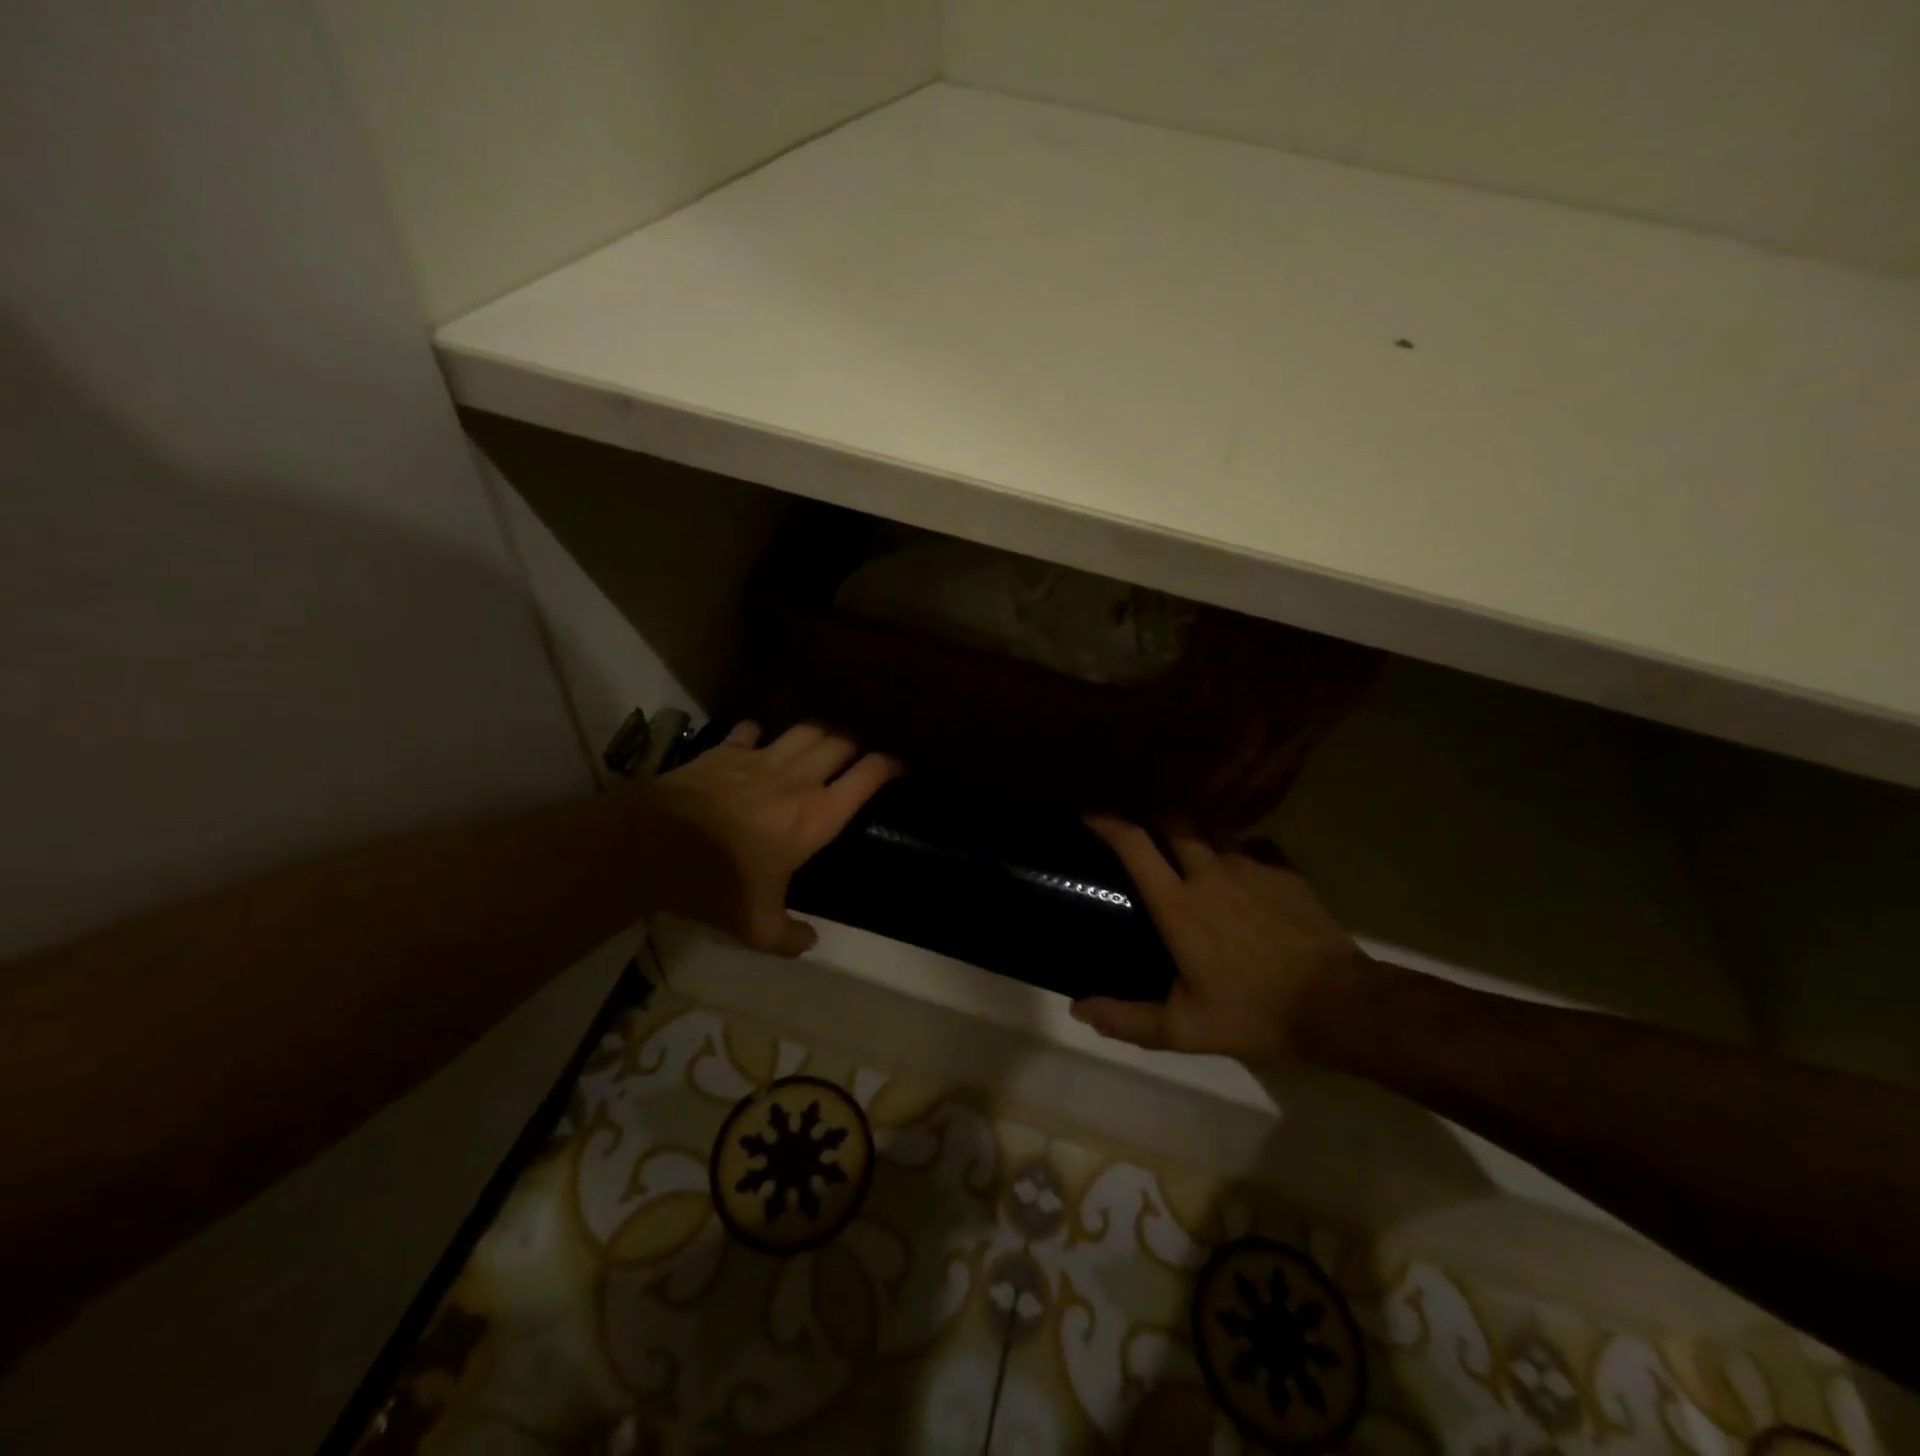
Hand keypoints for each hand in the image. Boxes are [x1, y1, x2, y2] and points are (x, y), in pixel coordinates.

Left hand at [644, 722, 899, 955]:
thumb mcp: (755, 925)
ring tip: (819, 744)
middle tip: (855, 757)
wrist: (653, 846)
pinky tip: (756, 743)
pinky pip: (751, 730)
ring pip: (805, 729)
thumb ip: (788, 937)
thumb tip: (809, 943)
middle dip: (854, 746)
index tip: (898, 767)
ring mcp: (761, 759)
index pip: (868, 776)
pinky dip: (759, 734)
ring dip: (818, 733)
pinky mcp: (726, 751)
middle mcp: (798, 779)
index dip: (889, 766)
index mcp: (816, 816)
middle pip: (841, 743)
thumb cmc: (715, 884)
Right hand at [1072, 816, 1370, 1060]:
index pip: (1134, 845)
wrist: (1337, 1004)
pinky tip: (1243, 871)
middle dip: (1153, 819)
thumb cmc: (1253, 1013)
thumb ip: (1127, 1019)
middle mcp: (1209, 873)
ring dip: (1195, 830)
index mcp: (1178, 904)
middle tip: (1145, 836)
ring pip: (1213, 827)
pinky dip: (1240, 850)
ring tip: (1191, 847)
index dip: (1107, 824)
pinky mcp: (1284, 870)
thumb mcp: (1184, 1029)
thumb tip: (1078, 1009)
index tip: (1090, 819)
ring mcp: (1251, 865)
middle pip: (1173, 820)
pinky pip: (1254, 845)